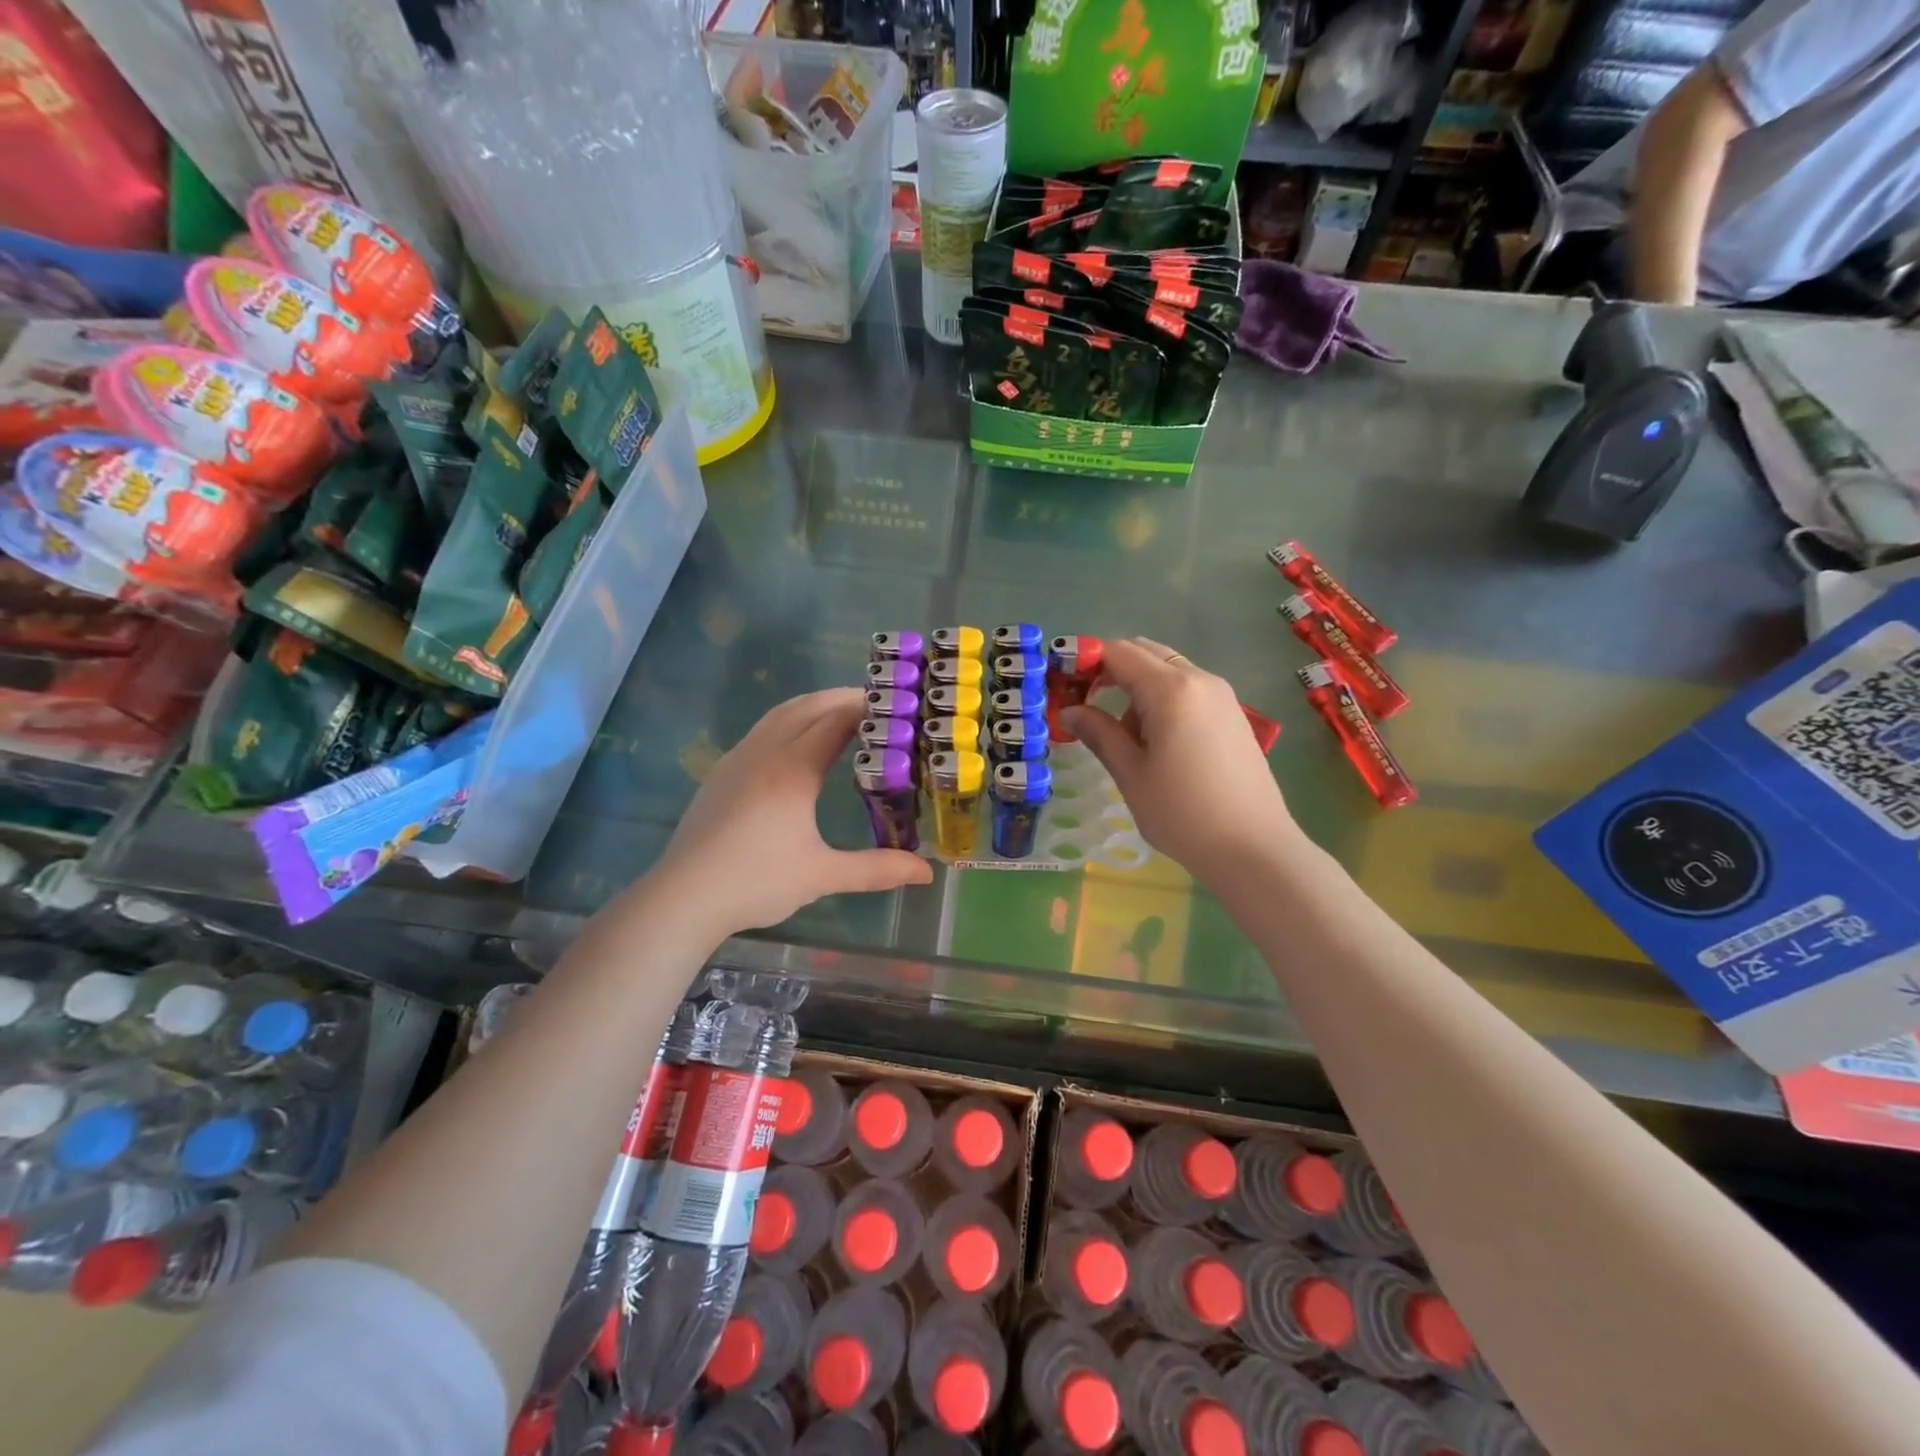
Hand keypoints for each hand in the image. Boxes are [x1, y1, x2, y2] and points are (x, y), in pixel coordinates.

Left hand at [651, 689, 931, 935]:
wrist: (684, 896)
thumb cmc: (757, 881)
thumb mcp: (823, 875)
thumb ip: (877, 869)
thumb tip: (927, 873)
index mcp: (793, 769)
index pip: (836, 720)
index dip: (867, 707)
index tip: (896, 705)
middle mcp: (765, 752)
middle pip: (808, 706)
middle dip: (843, 698)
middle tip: (879, 706)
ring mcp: (738, 759)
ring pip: (781, 713)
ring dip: (814, 706)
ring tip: (843, 716)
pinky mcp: (722, 772)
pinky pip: (763, 730)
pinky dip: (791, 721)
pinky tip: (798, 746)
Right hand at [1061, 638, 1298, 880]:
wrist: (1254, 849)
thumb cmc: (1183, 813)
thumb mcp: (1131, 774)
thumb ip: (1099, 733)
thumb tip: (1070, 711)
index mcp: (1171, 690)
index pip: (1118, 652)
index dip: (1085, 661)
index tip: (1063, 686)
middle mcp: (1199, 680)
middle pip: (1145, 653)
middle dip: (1110, 670)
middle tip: (1087, 706)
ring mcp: (1221, 695)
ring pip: (1167, 671)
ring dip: (1137, 688)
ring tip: (1126, 738)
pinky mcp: (1232, 714)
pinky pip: (1188, 690)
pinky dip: (1163, 700)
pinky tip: (1158, 744)